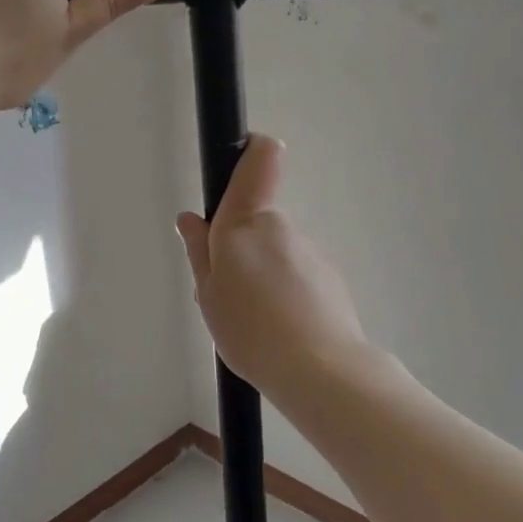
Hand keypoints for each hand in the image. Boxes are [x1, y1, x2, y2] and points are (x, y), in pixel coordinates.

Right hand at [175, 136, 370, 398]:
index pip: (259, 159)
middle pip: (257, 220)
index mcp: (247, 222)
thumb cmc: (251, 329)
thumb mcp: (209, 295)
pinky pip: (297, 276)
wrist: (321, 370)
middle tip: (227, 293)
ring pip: (277, 252)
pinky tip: (279, 330)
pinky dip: (286, 294)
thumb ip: (200, 253)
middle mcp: (282, 227)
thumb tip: (192, 220)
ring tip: (253, 323)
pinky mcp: (330, 279)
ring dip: (263, 275)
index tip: (238, 162)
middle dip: (240, 247)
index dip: (251, 150)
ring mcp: (311, 251)